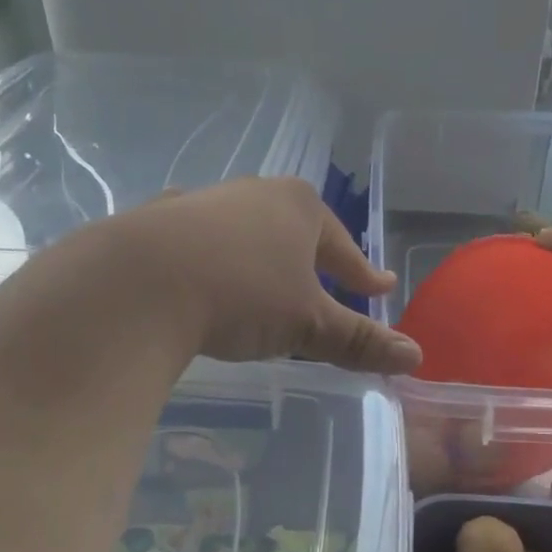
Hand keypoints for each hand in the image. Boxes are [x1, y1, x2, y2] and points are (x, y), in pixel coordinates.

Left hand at [90, 176, 422, 373]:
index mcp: (298, 206)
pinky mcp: (156, 222)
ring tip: (266, 285)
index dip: (364, 273)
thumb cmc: (242, 295)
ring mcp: (201, 203)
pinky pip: (200, 244)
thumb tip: (416, 357)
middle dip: (313, 260)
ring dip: (261, 258)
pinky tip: (206, 279)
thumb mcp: (309, 324)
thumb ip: (360, 340)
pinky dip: (214, 263)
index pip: (343, 246)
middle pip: (296, 232)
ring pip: (246, 234)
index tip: (380, 287)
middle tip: (327, 286)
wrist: (136, 284)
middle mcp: (252, 193)